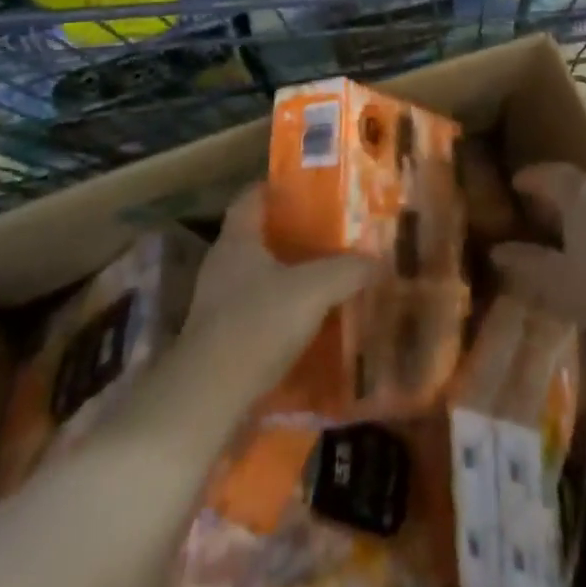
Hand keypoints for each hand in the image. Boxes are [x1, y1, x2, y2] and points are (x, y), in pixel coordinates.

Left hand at [179, 185, 375, 400]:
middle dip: (289, 234)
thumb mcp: (313, 290)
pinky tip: (305, 323)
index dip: (277, 188)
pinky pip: (254, 312)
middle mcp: (222, 264)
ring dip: (285, 276)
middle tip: (327, 234)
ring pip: (256, 277)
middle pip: (256, 236)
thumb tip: (377, 260)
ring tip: (323, 278)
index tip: (307, 188)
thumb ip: (346, 271)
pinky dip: (278, 312)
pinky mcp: (219, 340)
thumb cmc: (257, 324)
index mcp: (238, 239)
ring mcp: (216, 304)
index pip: (251, 196)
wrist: (208, 398)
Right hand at [492, 162, 585, 346]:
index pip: (547, 174)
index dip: (529, 179)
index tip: (515, 185)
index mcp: (579, 192)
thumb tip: (498, 251)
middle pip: (577, 184)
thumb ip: (527, 264)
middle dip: (557, 197)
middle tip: (541, 216)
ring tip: (574, 239)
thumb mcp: (560, 283)